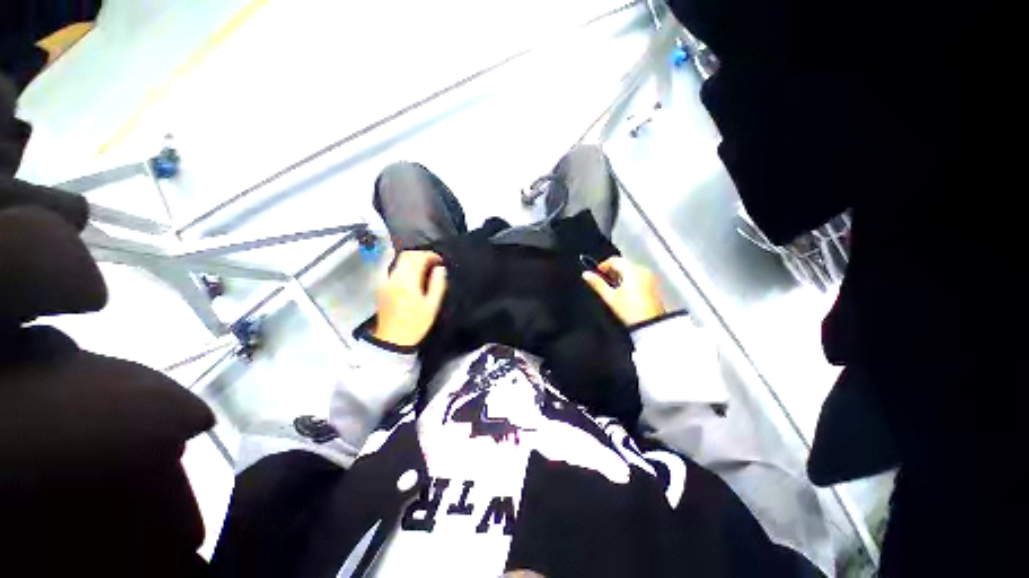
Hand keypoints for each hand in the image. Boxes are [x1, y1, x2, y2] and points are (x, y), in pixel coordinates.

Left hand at [372, 251, 447, 346]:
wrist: (393, 338)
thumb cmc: (415, 323)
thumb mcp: (432, 306)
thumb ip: (438, 284)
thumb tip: (440, 269)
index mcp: (407, 282)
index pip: (418, 258)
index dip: (430, 255)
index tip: (439, 261)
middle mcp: (393, 278)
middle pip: (406, 255)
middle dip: (421, 255)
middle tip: (433, 262)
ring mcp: (385, 281)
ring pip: (398, 260)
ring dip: (412, 259)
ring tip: (424, 268)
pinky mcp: (381, 285)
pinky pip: (393, 268)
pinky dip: (404, 266)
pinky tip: (412, 275)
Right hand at [582, 257, 665, 325]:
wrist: (650, 324)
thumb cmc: (632, 312)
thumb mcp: (610, 297)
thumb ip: (597, 283)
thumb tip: (587, 275)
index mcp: (632, 270)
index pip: (614, 260)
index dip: (602, 266)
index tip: (596, 273)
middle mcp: (643, 271)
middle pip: (623, 264)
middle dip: (611, 272)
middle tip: (602, 282)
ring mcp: (650, 279)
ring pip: (630, 271)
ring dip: (620, 277)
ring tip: (612, 290)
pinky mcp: (653, 287)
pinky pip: (638, 278)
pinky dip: (629, 282)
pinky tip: (624, 294)